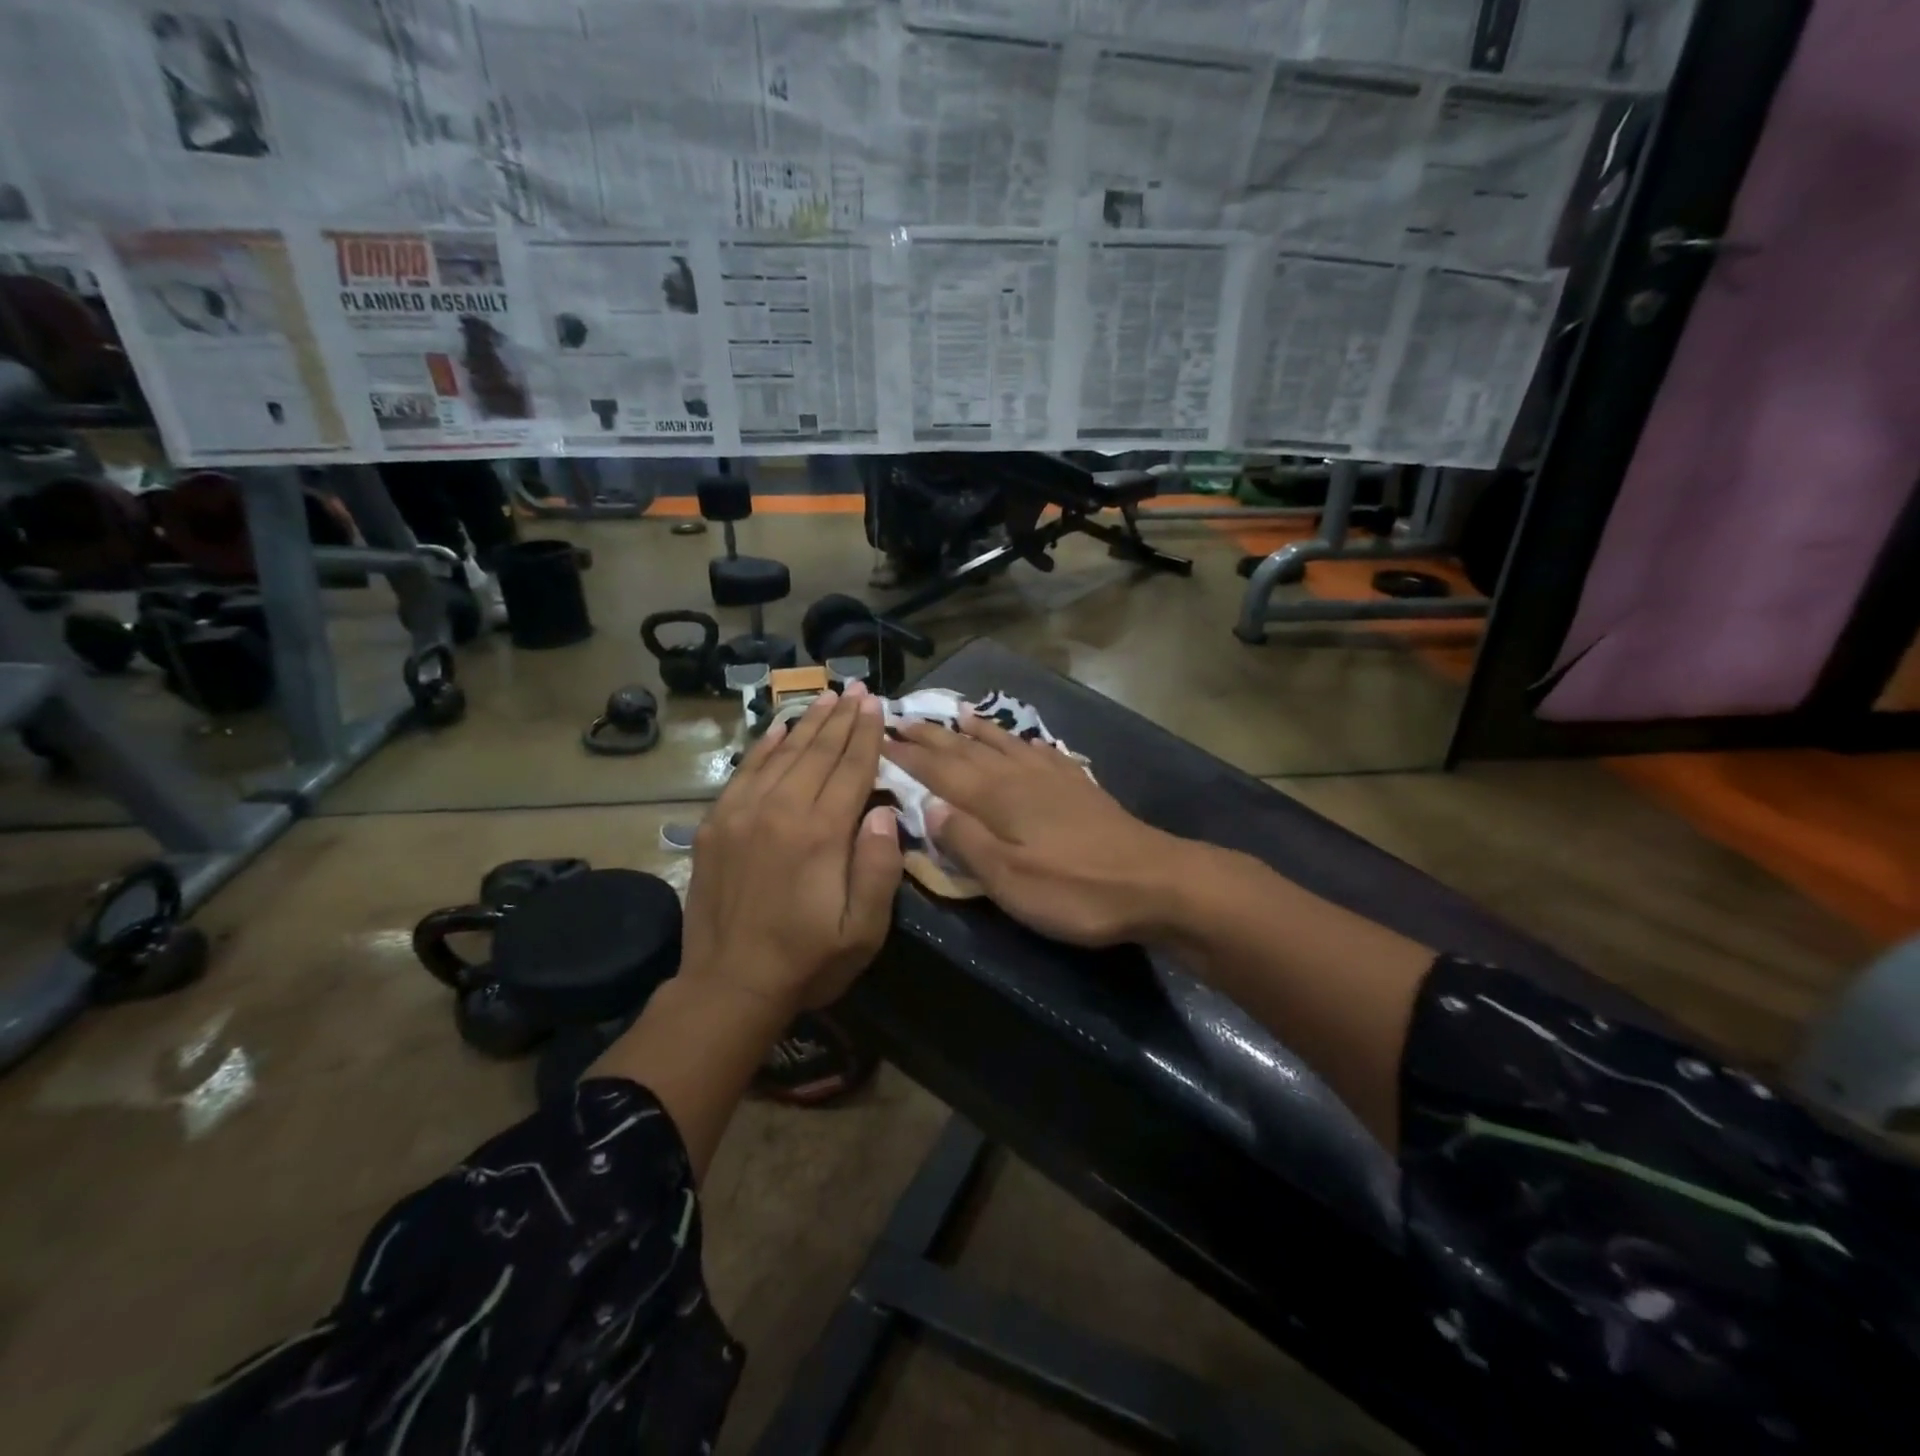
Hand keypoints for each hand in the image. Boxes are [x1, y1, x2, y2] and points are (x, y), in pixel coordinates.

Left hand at [681, 685, 902, 1013]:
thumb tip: (882, 808)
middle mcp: (781, 810)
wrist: (728, 985)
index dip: (866, 734)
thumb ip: (878, 867)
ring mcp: (742, 814)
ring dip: (807, 724)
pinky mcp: (716, 825)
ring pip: (781, 754)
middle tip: (856, 688)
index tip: (876, 704)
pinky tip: (779, 729)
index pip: (851, 769)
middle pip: (817, 752)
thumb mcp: (863, 930)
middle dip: (841, 718)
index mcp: (821, 833)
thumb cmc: (807, 960)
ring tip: (826, 698)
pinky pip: (744, 772)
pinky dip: (764, 747)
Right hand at [882, 712, 1189, 946]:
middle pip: (967, 751)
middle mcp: (1019, 777)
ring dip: (975, 730)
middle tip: (903, 719)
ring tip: (954, 712)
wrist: (1154, 881)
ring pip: (1003, 744)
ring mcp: (1053, 777)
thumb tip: (927, 805)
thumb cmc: (1074, 888)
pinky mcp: (1079, 787)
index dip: (909, 755)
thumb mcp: (1009, 879)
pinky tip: (1022, 740)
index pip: (940, 771)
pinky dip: (1021, 741)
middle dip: (933, 736)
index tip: (880, 738)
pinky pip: (1040, 751)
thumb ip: (966, 841)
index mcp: (996, 798)